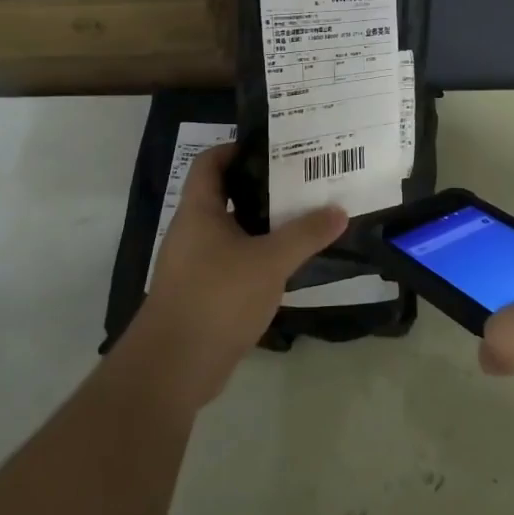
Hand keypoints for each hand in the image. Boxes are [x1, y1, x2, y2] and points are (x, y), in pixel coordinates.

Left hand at [129, 144, 345, 409]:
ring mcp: (194, 265)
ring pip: (231, 232)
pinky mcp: (202, 295)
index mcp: (199, 211)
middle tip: (301, 181)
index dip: (236, 149)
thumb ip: (306, 234)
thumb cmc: (217, 296)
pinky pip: (232, 263)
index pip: (211, 162)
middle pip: (225, 195)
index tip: (273, 147)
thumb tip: (339, 210)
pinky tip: (286, 264)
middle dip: (261, 187)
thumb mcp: (270, 260)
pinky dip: (257, 257)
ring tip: (302, 218)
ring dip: (262, 225)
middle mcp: (192, 232)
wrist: (174, 366)